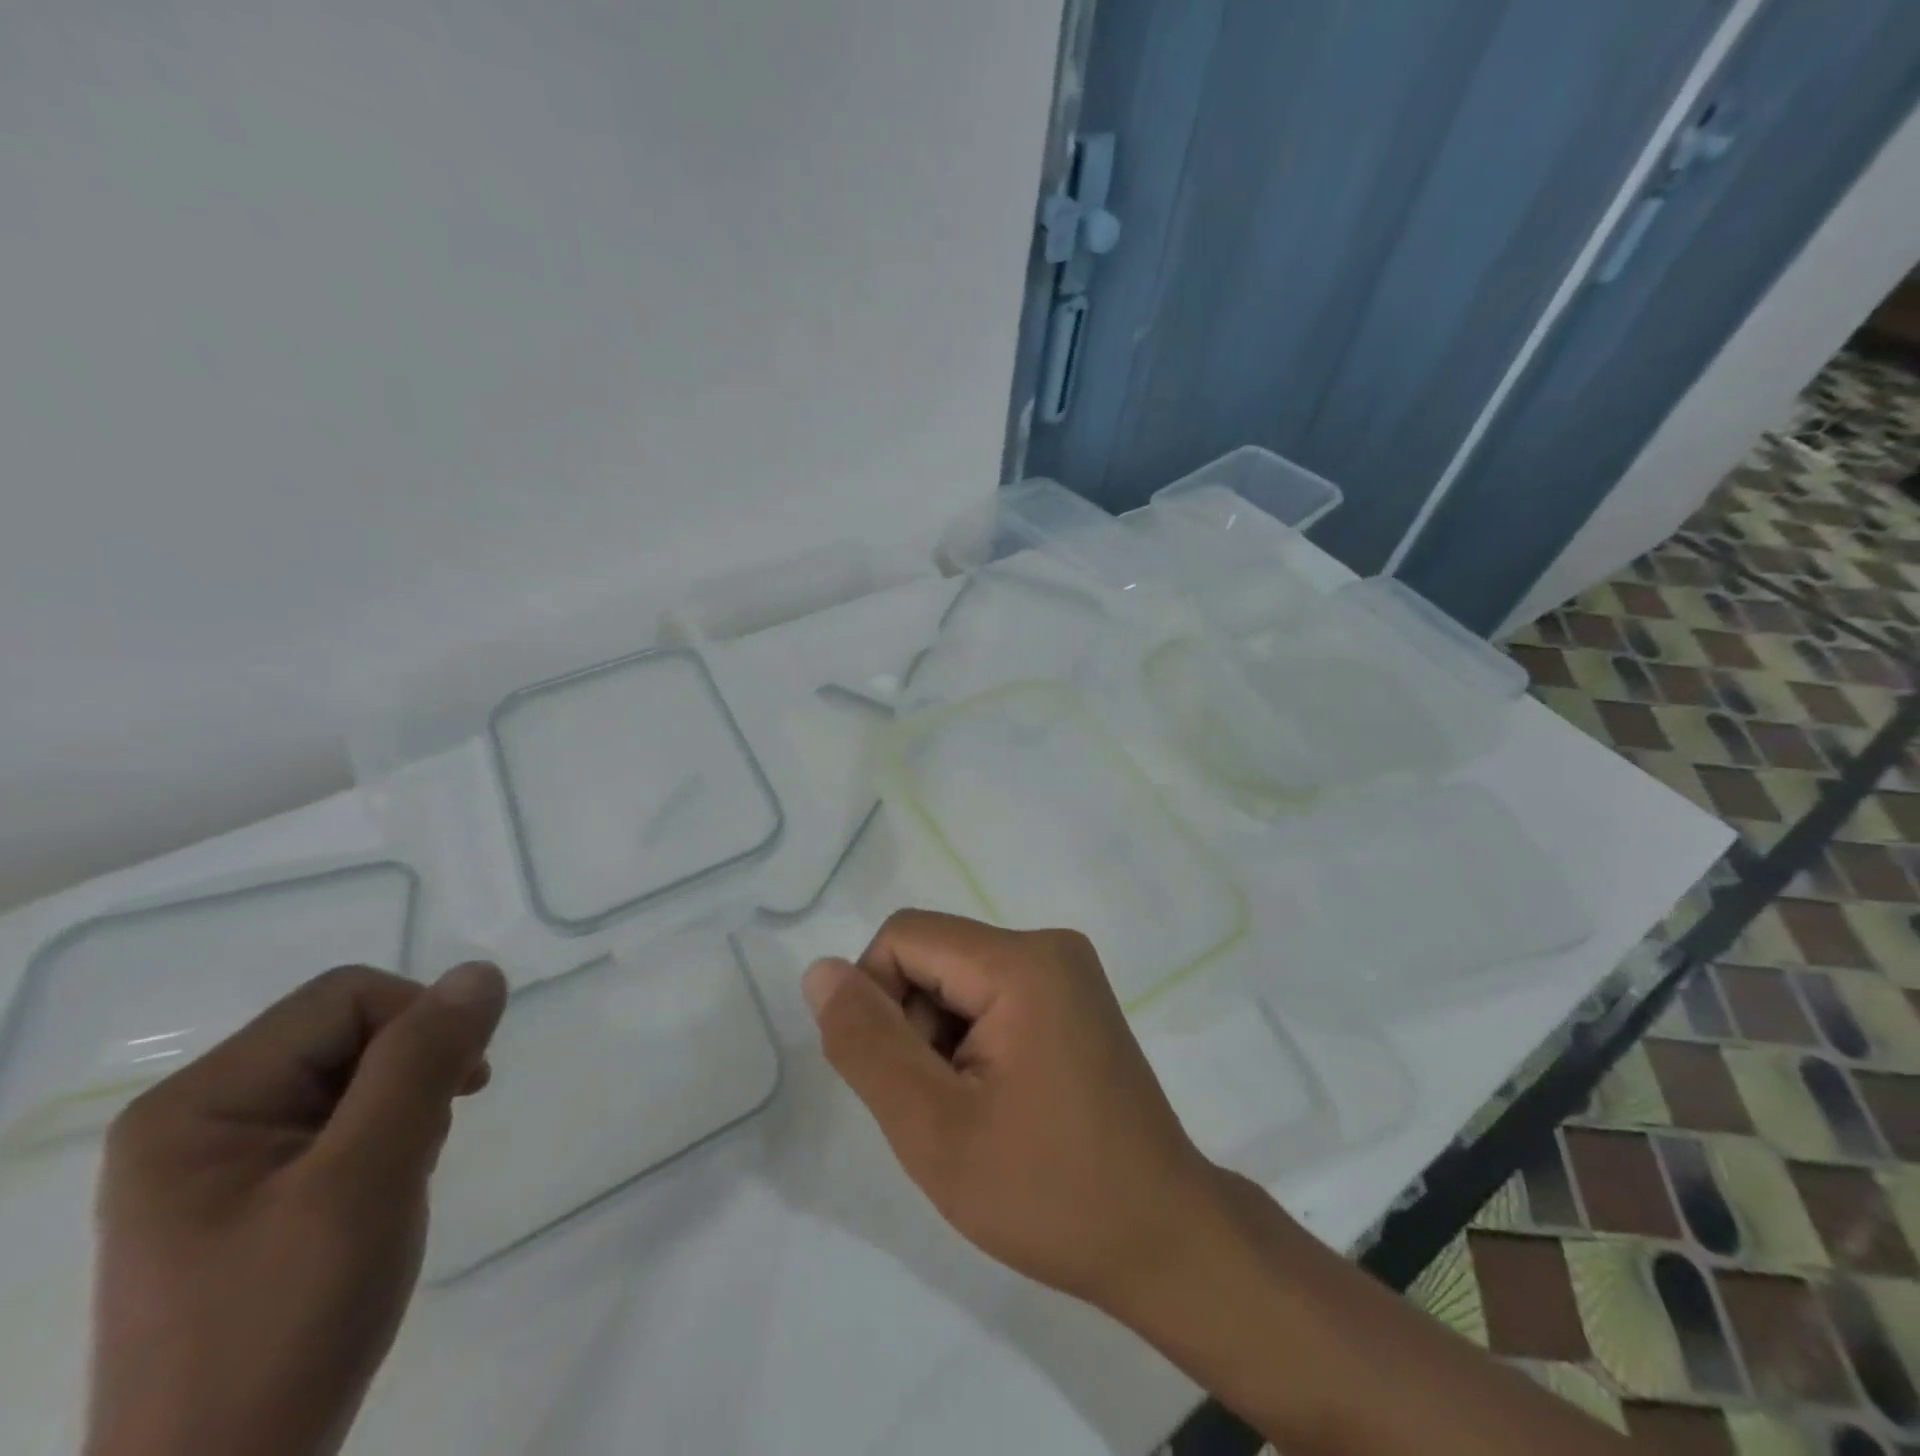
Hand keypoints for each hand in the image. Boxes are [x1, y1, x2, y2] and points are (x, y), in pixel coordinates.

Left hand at [86, 961, 507, 1455]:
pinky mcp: (253, 1195)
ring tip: (402, 1178)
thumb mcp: (365, 1179)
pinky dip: (389, 1138)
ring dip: (407, 1107)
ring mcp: (223, 1161)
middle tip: (426, 1145)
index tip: (465, 1088)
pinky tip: (386, 1192)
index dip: (420, 1023)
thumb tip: (481, 973)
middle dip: (413, 1072)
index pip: (346, 998)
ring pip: (357, 1074)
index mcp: (200, 1102)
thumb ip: (422, 1063)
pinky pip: (344, 1122)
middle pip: (349, 1032)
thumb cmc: (286, 1322)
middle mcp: (201, 1117)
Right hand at [801, 909, 1223, 1311]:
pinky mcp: (1073, 999)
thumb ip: (867, 1044)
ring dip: (940, 1041)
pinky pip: (991, 996)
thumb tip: (821, 971)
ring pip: (957, 980)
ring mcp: (1068, 972)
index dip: (876, 1002)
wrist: (1163, 1240)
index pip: (903, 938)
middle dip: (913, 1027)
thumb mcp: (934, 1128)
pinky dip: (972, 1043)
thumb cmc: (1048, 1192)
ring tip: (975, 1113)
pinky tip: (999, 1102)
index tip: (903, 1081)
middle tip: (945, 1110)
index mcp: (1022, 961)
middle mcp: (1049, 945)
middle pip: (933, 956)